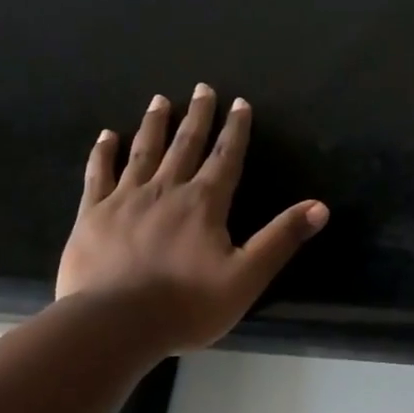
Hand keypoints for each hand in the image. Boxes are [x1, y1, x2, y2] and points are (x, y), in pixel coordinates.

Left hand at [56, 85, 328, 351]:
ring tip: (161, 100)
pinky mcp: (93, 214)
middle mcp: (166, 190)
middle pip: (185, 145)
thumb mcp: (246, 277)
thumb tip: (320, 207)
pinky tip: (107, 136)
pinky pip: (99, 174)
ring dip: (155, 124)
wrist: (115, 324)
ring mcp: (125, 199)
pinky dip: (104, 153)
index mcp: (204, 203)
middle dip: (197, 116)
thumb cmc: (187, 304)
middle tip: (202, 88)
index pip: (226, 157)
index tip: (239, 103)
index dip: (235, 130)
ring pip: (143, 152)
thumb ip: (281, 239)